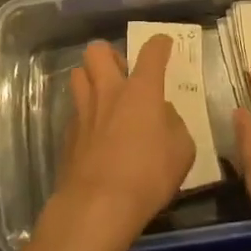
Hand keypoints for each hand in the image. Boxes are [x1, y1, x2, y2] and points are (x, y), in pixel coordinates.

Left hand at [46, 36, 194, 250]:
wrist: (98, 206)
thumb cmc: (147, 175)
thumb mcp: (181, 151)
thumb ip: (174, 124)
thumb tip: (164, 114)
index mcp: (141, 89)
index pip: (151, 52)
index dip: (160, 44)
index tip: (164, 44)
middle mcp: (109, 90)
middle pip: (98, 50)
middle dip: (110, 54)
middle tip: (122, 72)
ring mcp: (84, 110)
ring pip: (78, 73)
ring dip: (91, 78)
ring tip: (104, 96)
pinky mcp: (68, 133)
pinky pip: (74, 109)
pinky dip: (85, 113)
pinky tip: (94, 131)